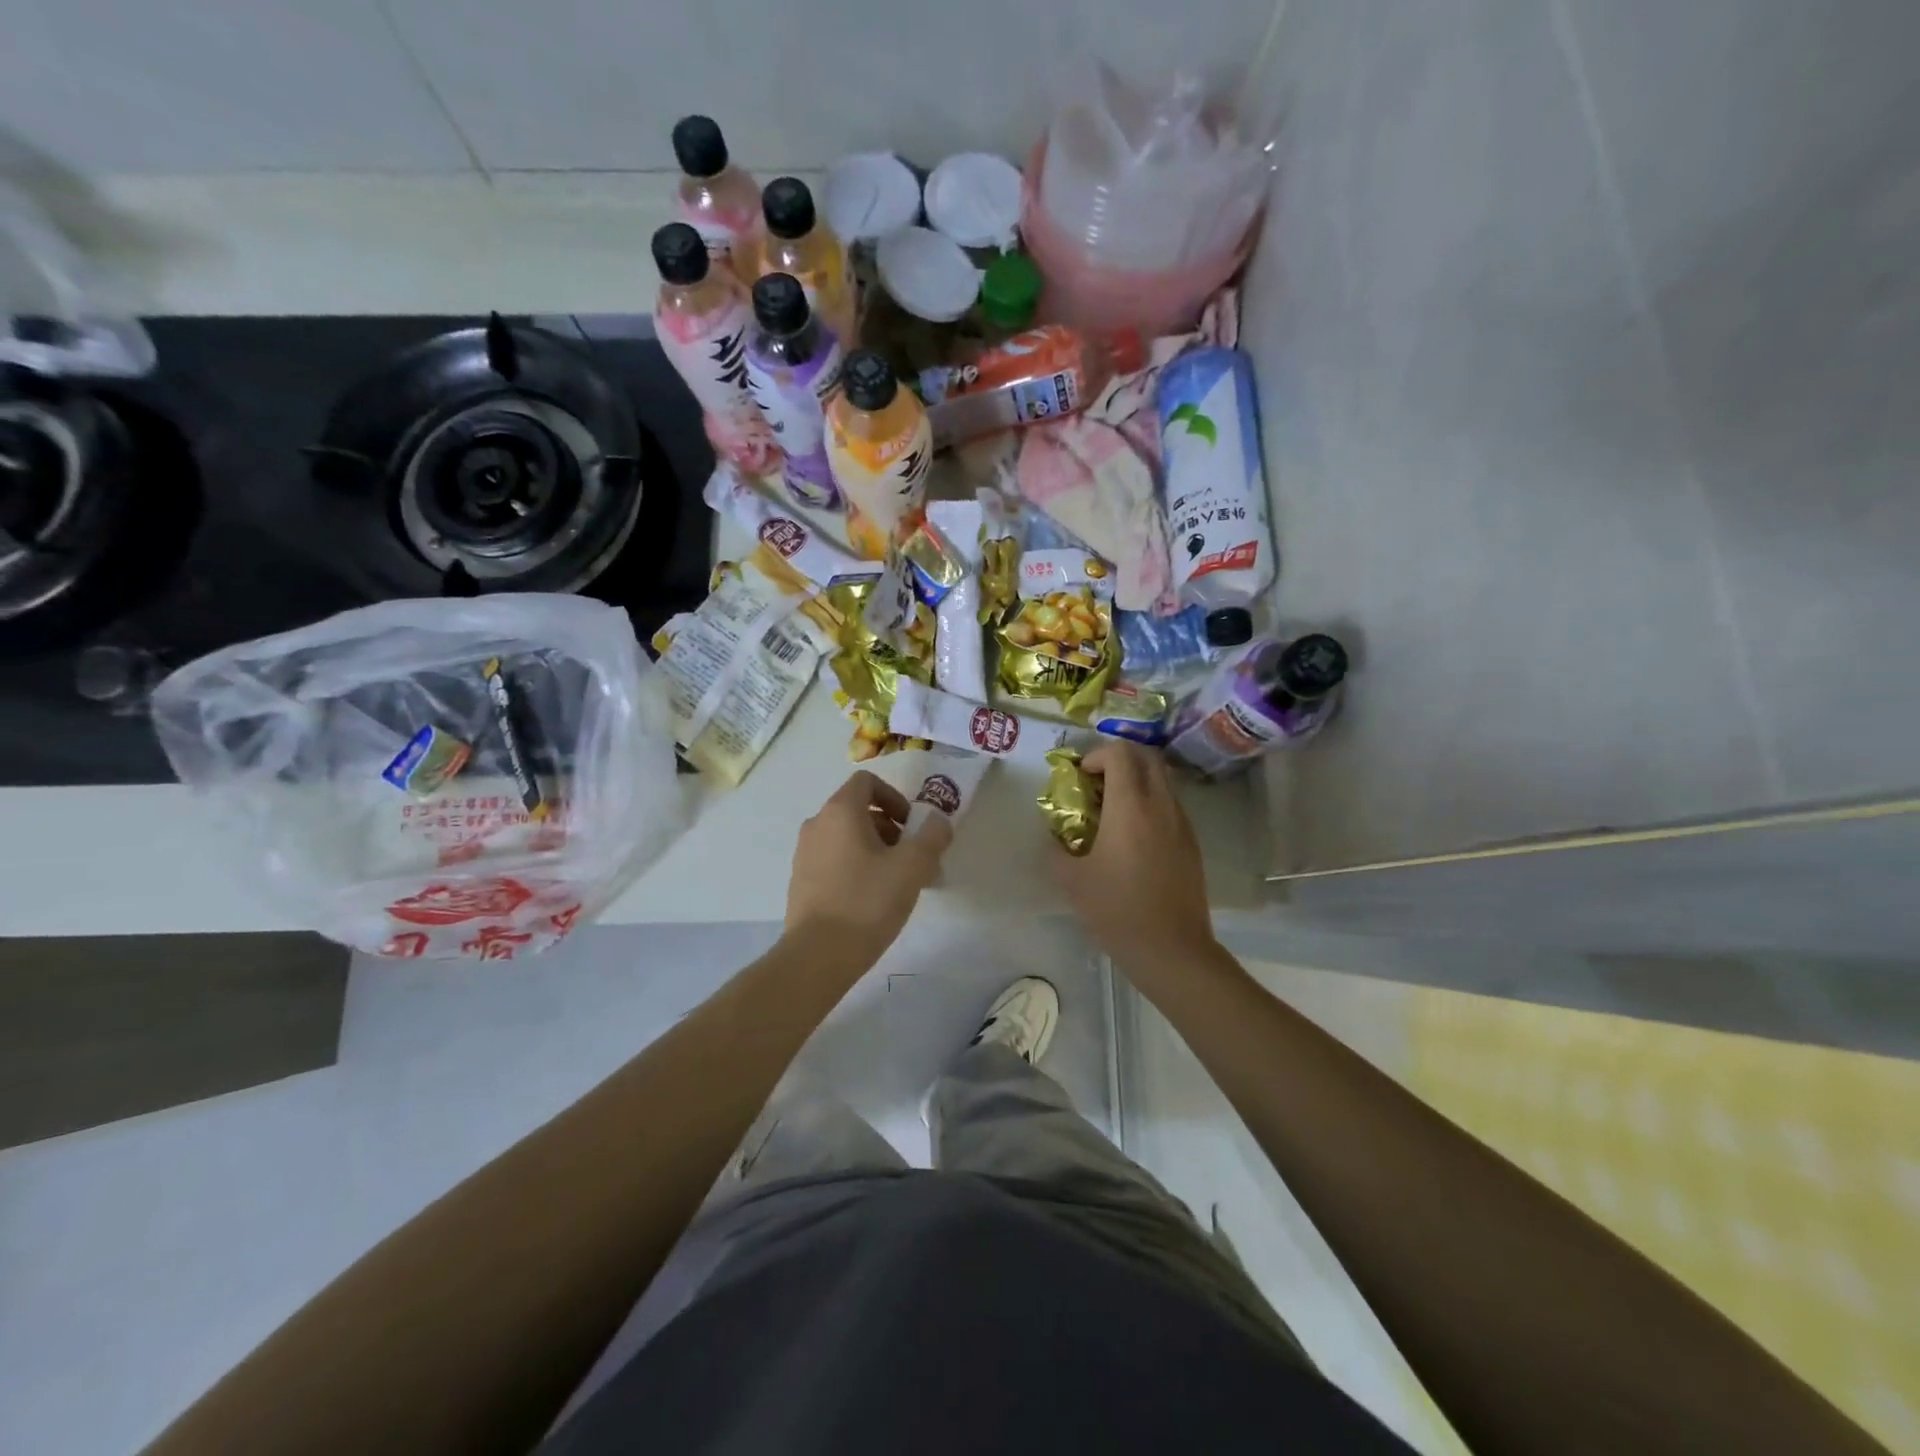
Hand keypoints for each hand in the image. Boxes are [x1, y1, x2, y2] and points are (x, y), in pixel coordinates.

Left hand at [785, 770, 952, 961]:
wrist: (817, 956)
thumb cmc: (867, 902)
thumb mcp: (913, 867)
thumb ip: (932, 837)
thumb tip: (939, 822)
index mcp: (840, 812)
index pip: (867, 782)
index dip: (895, 797)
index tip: (912, 826)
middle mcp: (817, 825)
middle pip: (858, 811)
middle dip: (891, 828)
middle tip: (913, 858)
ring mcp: (804, 854)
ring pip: (847, 838)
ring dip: (876, 850)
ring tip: (898, 883)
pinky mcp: (801, 882)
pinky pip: (834, 861)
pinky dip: (857, 867)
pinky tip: (873, 900)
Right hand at [1053, 742, 1215, 978]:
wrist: (1172, 949)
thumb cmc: (1117, 910)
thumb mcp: (1071, 881)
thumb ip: (1056, 850)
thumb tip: (1054, 838)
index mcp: (1130, 807)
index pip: (1120, 753)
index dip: (1097, 755)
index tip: (1080, 776)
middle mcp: (1161, 805)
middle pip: (1147, 756)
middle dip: (1120, 758)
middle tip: (1097, 782)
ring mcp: (1182, 823)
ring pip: (1162, 779)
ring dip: (1137, 780)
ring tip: (1113, 809)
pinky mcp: (1192, 843)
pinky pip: (1171, 805)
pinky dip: (1151, 802)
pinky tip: (1133, 836)